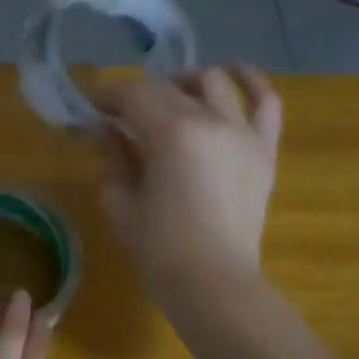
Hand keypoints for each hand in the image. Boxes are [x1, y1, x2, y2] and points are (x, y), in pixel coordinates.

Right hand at [93, 65, 283, 309]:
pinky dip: (250, 82)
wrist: (213, 283)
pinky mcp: (263, 149)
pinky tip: (233, 75)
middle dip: (138, 93)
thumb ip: (113, 155)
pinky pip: (266, 102)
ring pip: (213, 82)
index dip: (108, 96)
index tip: (93, 108)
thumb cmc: (158, 248)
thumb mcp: (120, 200)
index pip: (133, 94)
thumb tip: (105, 128)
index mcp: (170, 134)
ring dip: (185, 82)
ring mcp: (243, 132)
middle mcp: (210, 120)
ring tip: (170, 97)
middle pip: (168, 86)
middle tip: (121, 113)